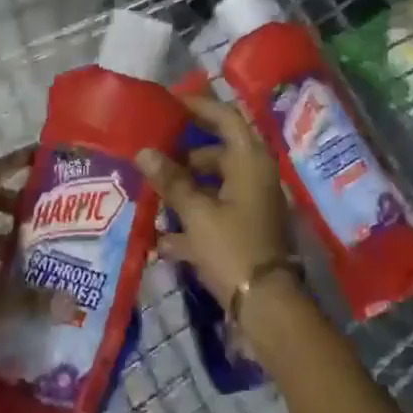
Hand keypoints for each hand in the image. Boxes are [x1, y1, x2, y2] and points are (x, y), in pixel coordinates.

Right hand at [137, 94, 293, 308]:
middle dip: (185, 156)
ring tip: (152, 196)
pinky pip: (217, 215)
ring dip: (186, 190)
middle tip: (154, 156)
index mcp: (250, 160)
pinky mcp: (249, 232)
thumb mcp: (196, 213)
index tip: (170, 104)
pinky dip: (194, 222)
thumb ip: (171, 181)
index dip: (199, 106)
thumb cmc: (232, 247)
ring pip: (215, 186)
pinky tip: (163, 240)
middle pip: (218, 153)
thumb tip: (144, 152)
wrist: (267, 307)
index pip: (226, 117)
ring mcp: (254, 205)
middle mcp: (255, 176)